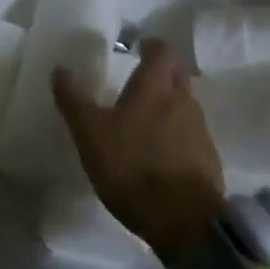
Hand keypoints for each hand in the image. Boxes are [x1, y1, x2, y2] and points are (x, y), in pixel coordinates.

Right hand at [53, 37, 227, 261]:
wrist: (185, 222)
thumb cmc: (133, 168)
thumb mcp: (91, 134)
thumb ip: (74, 100)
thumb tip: (59, 69)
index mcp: (155, 85)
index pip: (161, 49)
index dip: (150, 45)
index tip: (138, 47)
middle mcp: (183, 98)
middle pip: (177, 73)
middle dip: (163, 72)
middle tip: (142, 81)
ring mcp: (200, 129)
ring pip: (187, 103)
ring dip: (171, 104)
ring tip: (150, 120)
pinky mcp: (210, 159)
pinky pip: (194, 134)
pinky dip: (180, 135)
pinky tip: (165, 153)